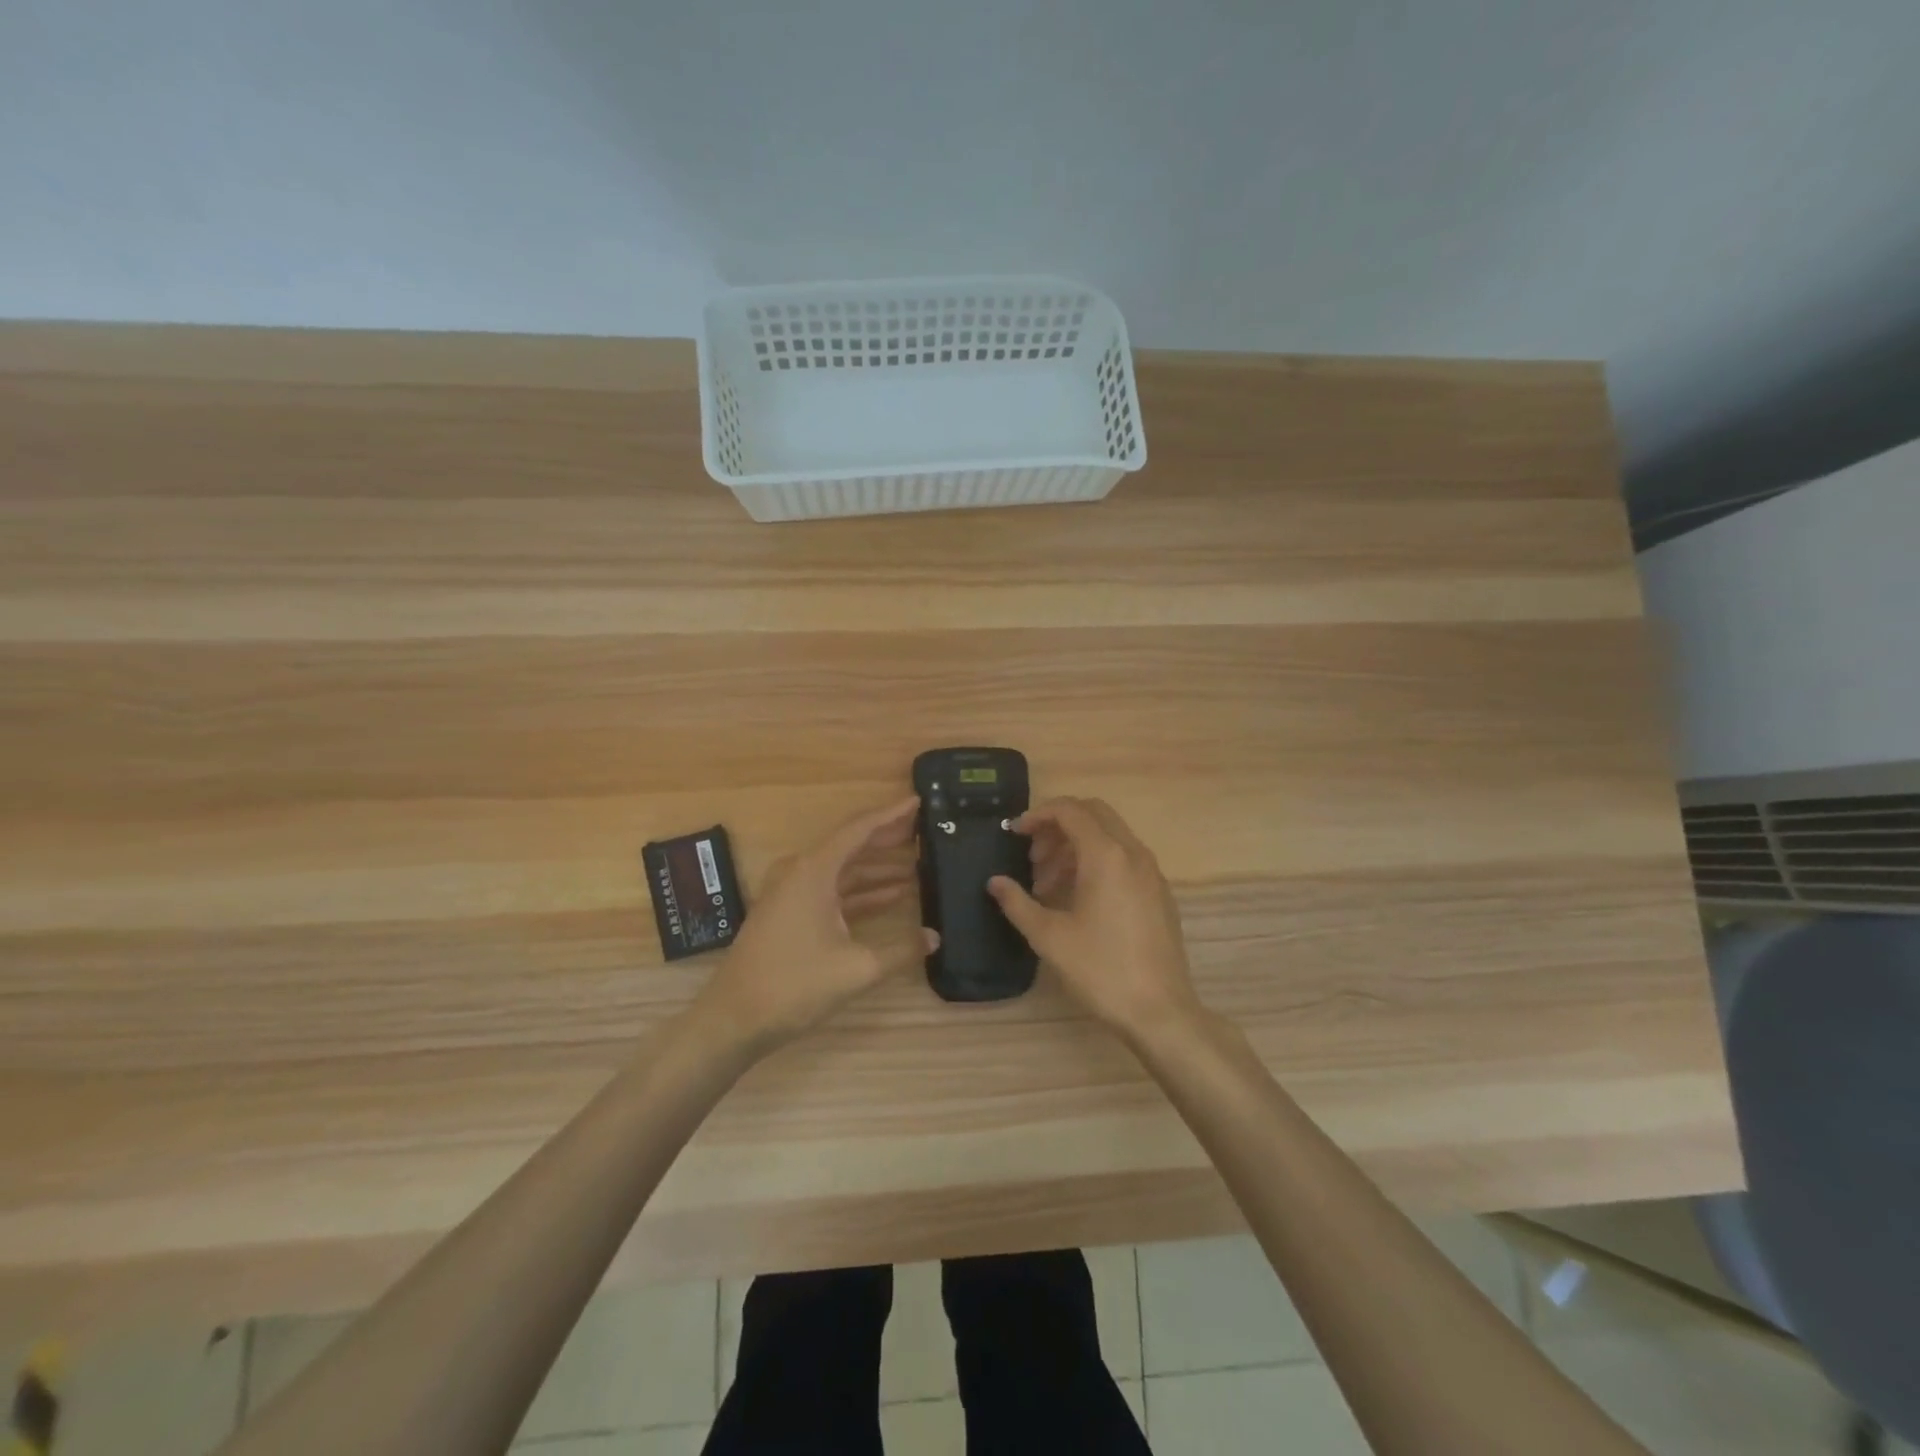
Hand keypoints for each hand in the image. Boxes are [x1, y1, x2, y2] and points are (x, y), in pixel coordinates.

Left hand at [693, 796, 935, 1055]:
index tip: (918, 801)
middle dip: (887, 837)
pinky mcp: (789, 913)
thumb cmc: (794, 985)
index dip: (891, 815)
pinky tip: (891, 898)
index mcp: (813, 870)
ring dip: (877, 868)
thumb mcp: (856, 968)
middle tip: (923, 829)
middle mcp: (801, 872)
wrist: (734, 1019)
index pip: (859, 829)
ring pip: (843, 870)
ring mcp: (792, 893)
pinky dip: (860, 892)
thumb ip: (901, 950)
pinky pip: (832, 890)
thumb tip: (935, 938)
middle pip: (851, 845)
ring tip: (916, 865)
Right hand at [988, 797, 1201, 1038]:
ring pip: (1110, 836)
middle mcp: (1133, 853)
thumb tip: (995, 882)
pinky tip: (1078, 899)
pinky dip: (1097, 862)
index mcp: (1106, 855)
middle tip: (1033, 856)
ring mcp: (1151, 872)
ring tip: (1048, 885)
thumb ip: (1017, 903)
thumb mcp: (1049, 937)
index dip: (1038, 815)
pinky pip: (1124, 858)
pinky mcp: (1159, 893)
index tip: (1015, 834)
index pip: (1070, 810)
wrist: (1160, 1011)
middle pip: (1093, 814)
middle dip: (1058, 826)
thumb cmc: (1101, 969)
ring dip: (1076, 846)